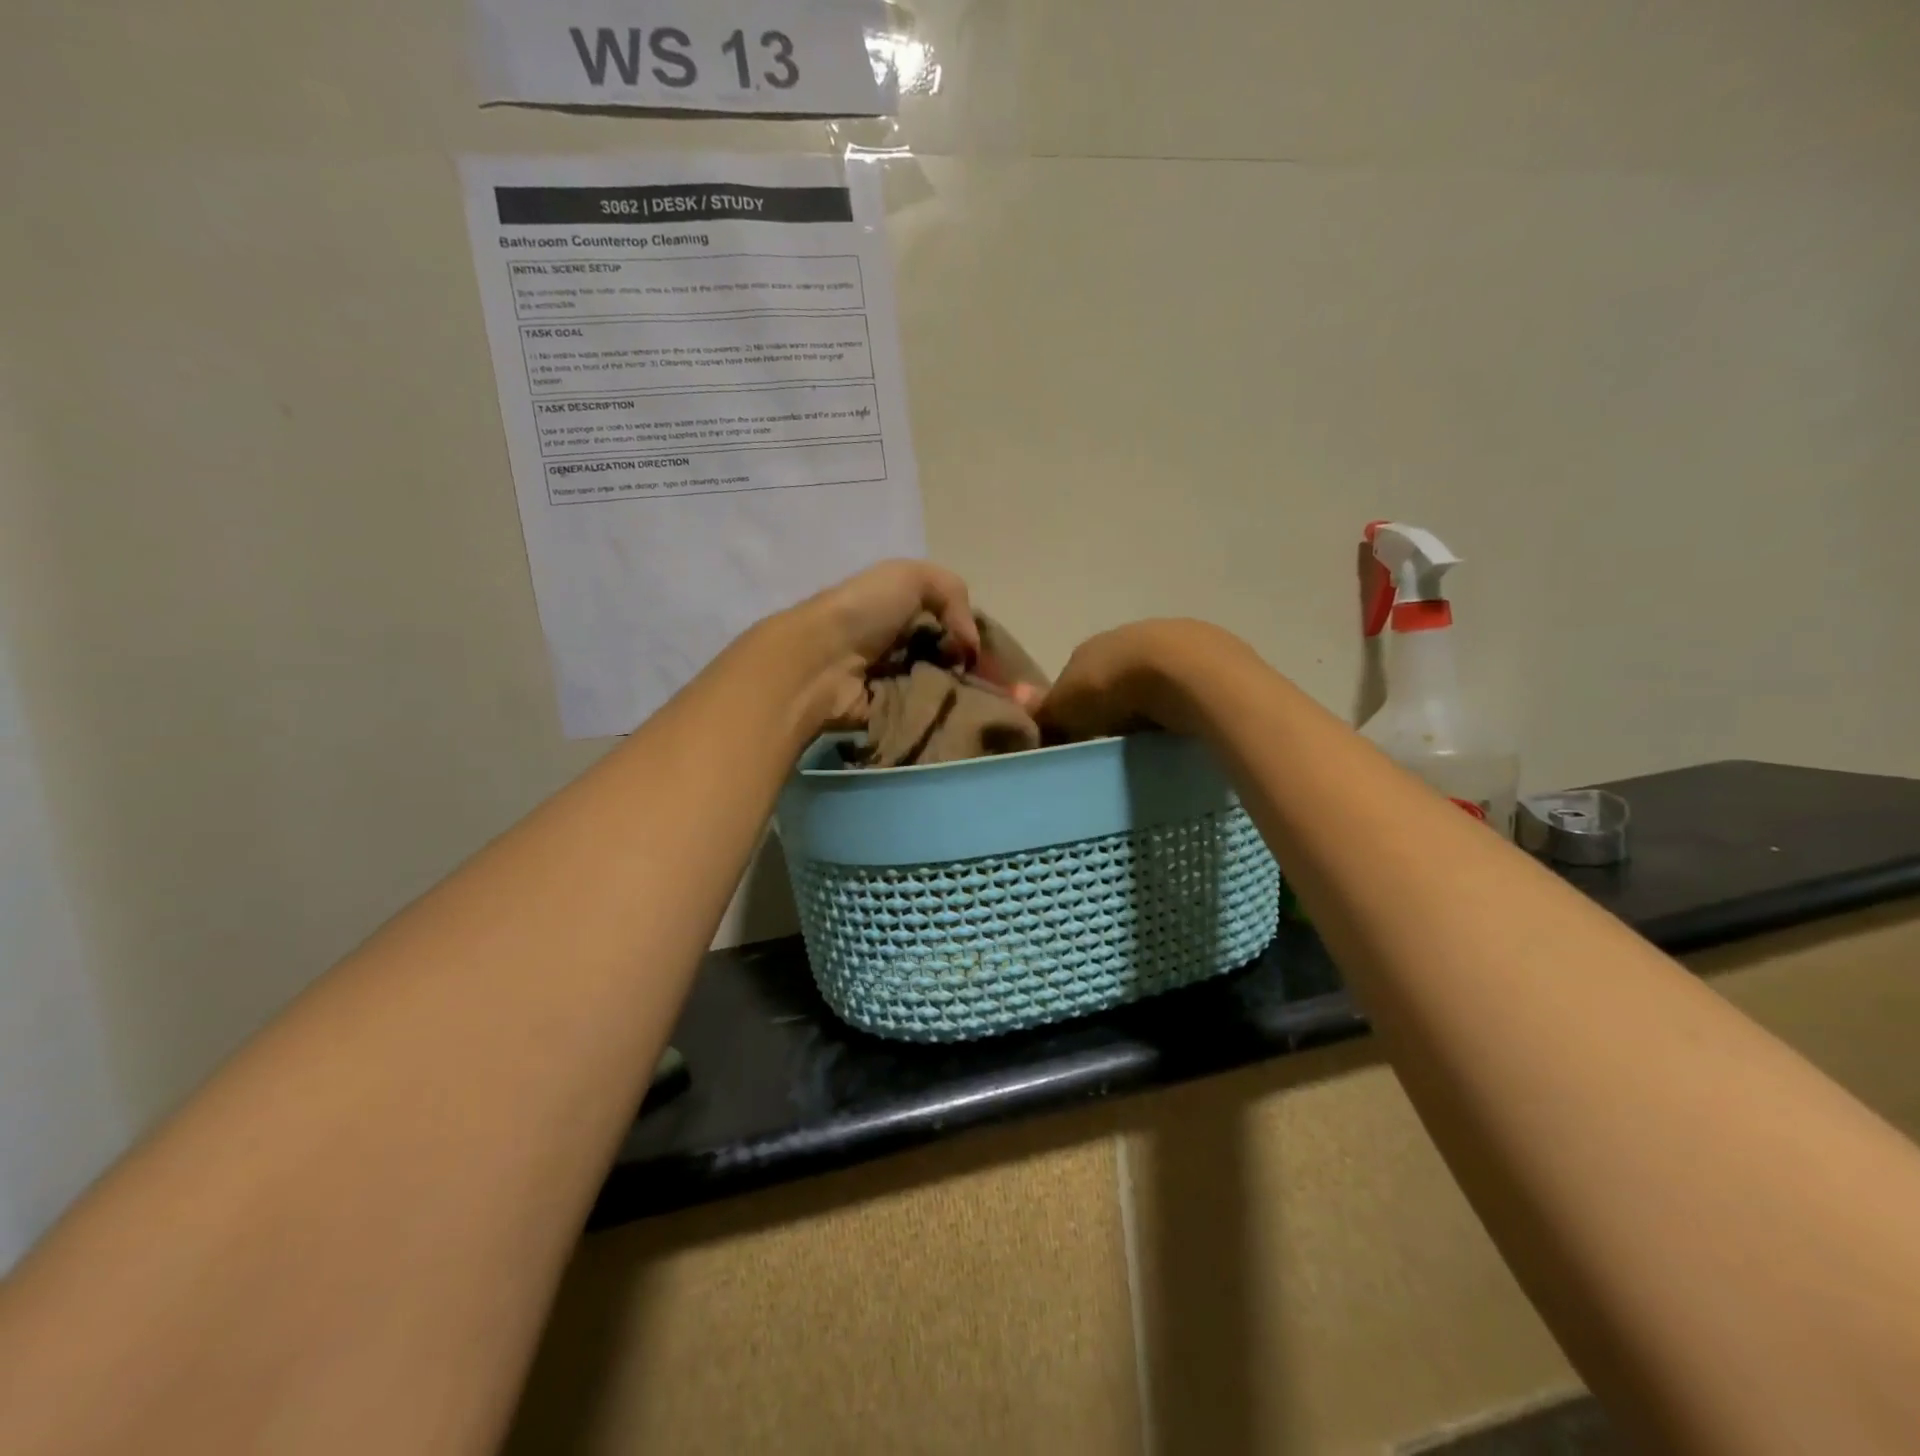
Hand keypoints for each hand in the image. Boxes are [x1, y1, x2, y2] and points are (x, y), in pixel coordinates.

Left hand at [782, 559, 980, 728]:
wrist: (820, 661)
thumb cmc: (864, 611)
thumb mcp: (912, 576)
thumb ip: (953, 594)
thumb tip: (971, 644)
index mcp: (902, 607)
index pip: (949, 621)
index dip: (972, 634)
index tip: (992, 652)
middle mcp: (898, 643)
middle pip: (948, 657)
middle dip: (971, 669)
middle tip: (991, 682)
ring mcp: (893, 680)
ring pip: (941, 687)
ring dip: (961, 693)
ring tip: (983, 701)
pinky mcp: (889, 712)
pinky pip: (925, 713)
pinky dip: (944, 714)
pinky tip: (964, 715)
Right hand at [1037, 619, 1242, 739]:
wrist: (1188, 672)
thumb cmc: (1116, 688)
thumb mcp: (1067, 707)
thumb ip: (1045, 713)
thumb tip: (1025, 717)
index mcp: (1090, 646)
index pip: (1074, 676)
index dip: (1075, 706)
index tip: (1079, 737)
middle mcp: (1129, 634)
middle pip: (1116, 675)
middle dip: (1116, 702)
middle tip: (1116, 740)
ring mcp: (1174, 641)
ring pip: (1154, 678)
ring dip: (1152, 702)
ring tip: (1153, 735)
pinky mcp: (1213, 655)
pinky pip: (1188, 686)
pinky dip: (1183, 703)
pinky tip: (1184, 725)